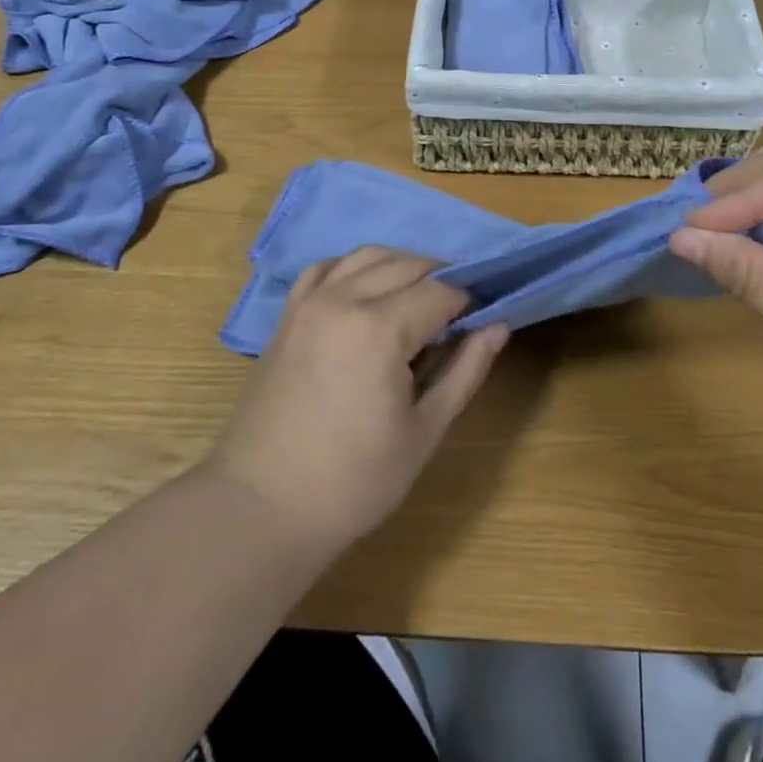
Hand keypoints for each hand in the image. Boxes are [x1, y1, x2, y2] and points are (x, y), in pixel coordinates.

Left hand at [205, 247, 508, 551]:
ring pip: (368, 255)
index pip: (440, 292)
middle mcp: (344, 299)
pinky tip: (365, 293)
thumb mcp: (424, 431)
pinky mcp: (288, 313)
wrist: (263, 506)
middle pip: (407, 264)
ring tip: (414, 301)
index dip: (466, 303)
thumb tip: (499, 326)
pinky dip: (353, 268)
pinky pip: (326, 267)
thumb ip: (465, 371)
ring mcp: (310, 301)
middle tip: (452, 317)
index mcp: (380, 329)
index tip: (478, 323)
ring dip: (400, 267)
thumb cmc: (354, 481)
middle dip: (438, 281)